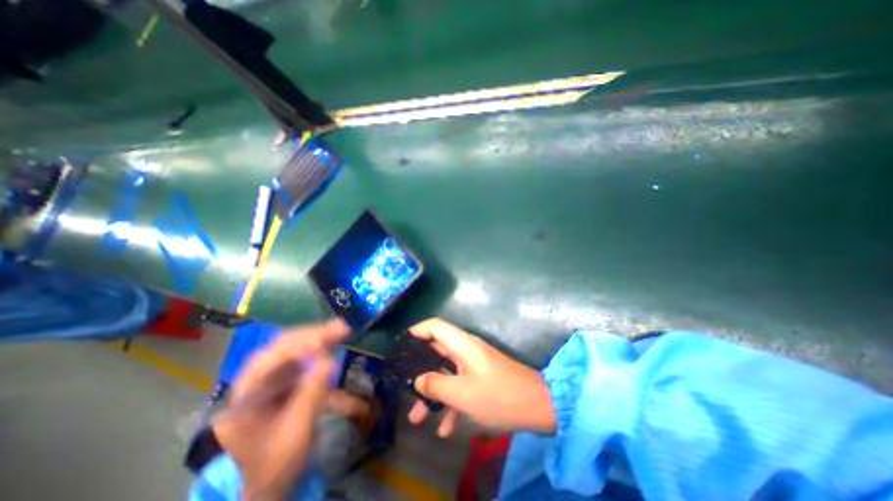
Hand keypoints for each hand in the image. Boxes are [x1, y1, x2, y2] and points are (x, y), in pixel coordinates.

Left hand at [211, 321, 348, 500]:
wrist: (269, 481)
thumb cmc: (278, 462)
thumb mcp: (296, 432)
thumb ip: (311, 394)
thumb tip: (330, 359)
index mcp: (245, 398)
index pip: (267, 363)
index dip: (296, 348)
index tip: (324, 344)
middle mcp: (252, 382)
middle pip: (279, 348)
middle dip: (311, 335)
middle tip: (340, 328)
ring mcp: (267, 379)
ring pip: (290, 347)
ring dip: (316, 336)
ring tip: (340, 329)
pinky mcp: (281, 379)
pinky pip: (299, 355)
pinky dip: (318, 345)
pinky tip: (331, 339)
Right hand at [407, 319, 555, 436]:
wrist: (537, 406)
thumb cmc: (498, 395)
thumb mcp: (462, 393)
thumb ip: (435, 384)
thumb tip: (418, 380)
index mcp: (462, 344)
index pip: (436, 326)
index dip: (418, 330)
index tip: (401, 344)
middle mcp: (466, 350)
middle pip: (437, 351)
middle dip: (420, 369)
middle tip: (404, 383)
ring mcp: (474, 364)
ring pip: (447, 372)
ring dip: (433, 392)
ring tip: (418, 417)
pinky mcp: (481, 378)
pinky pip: (460, 386)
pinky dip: (451, 403)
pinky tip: (445, 429)